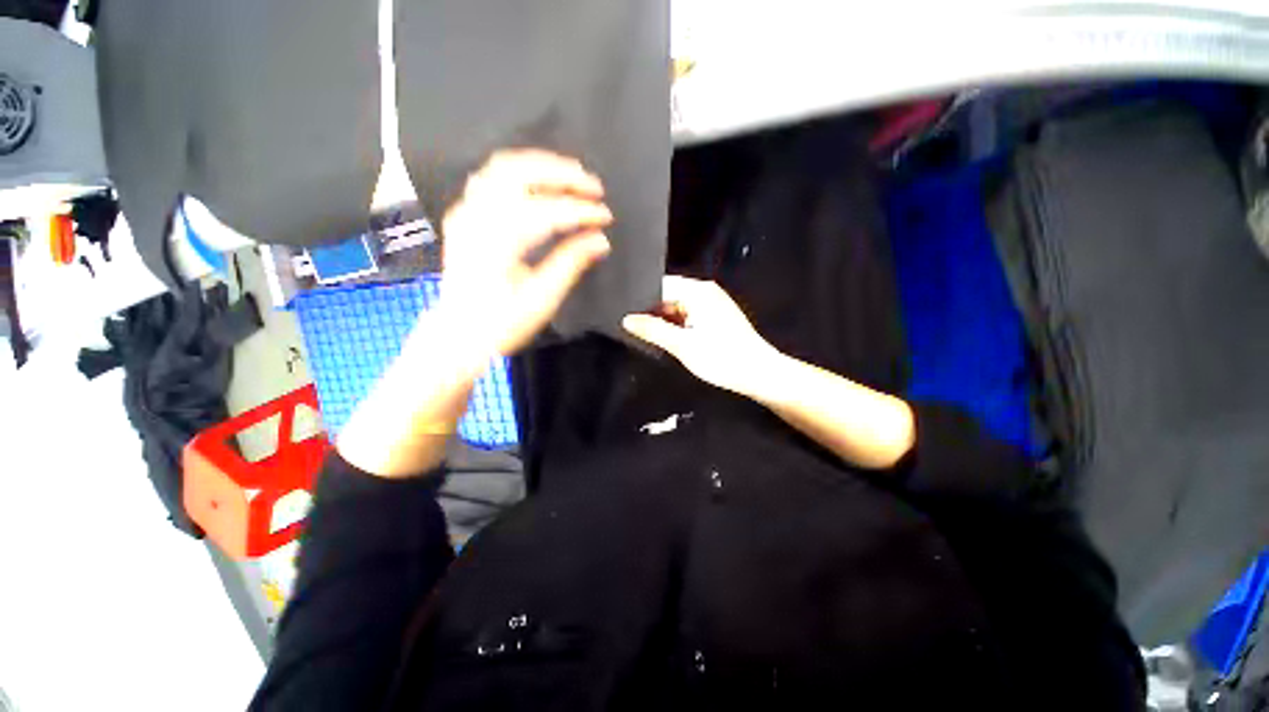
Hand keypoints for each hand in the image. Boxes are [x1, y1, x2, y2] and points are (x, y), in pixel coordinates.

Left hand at [437, 149, 612, 356]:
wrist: (459, 333)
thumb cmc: (501, 322)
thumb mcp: (541, 299)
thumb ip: (570, 264)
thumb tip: (600, 240)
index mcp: (496, 243)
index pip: (545, 212)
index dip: (580, 211)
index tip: (605, 217)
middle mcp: (476, 218)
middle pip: (519, 173)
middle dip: (562, 175)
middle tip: (593, 186)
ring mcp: (466, 212)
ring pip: (503, 167)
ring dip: (542, 166)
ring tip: (573, 176)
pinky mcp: (465, 214)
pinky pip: (491, 177)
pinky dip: (520, 172)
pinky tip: (540, 182)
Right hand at [622, 276, 781, 396]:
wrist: (759, 374)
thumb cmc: (722, 358)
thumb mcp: (682, 345)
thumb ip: (653, 330)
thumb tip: (627, 320)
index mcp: (698, 291)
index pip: (661, 285)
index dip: (642, 299)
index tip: (625, 313)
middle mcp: (706, 292)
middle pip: (669, 295)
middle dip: (652, 311)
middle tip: (632, 326)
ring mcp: (713, 304)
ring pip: (678, 307)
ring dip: (665, 321)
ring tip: (646, 334)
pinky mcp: (716, 317)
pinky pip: (689, 316)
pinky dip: (677, 326)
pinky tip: (668, 339)